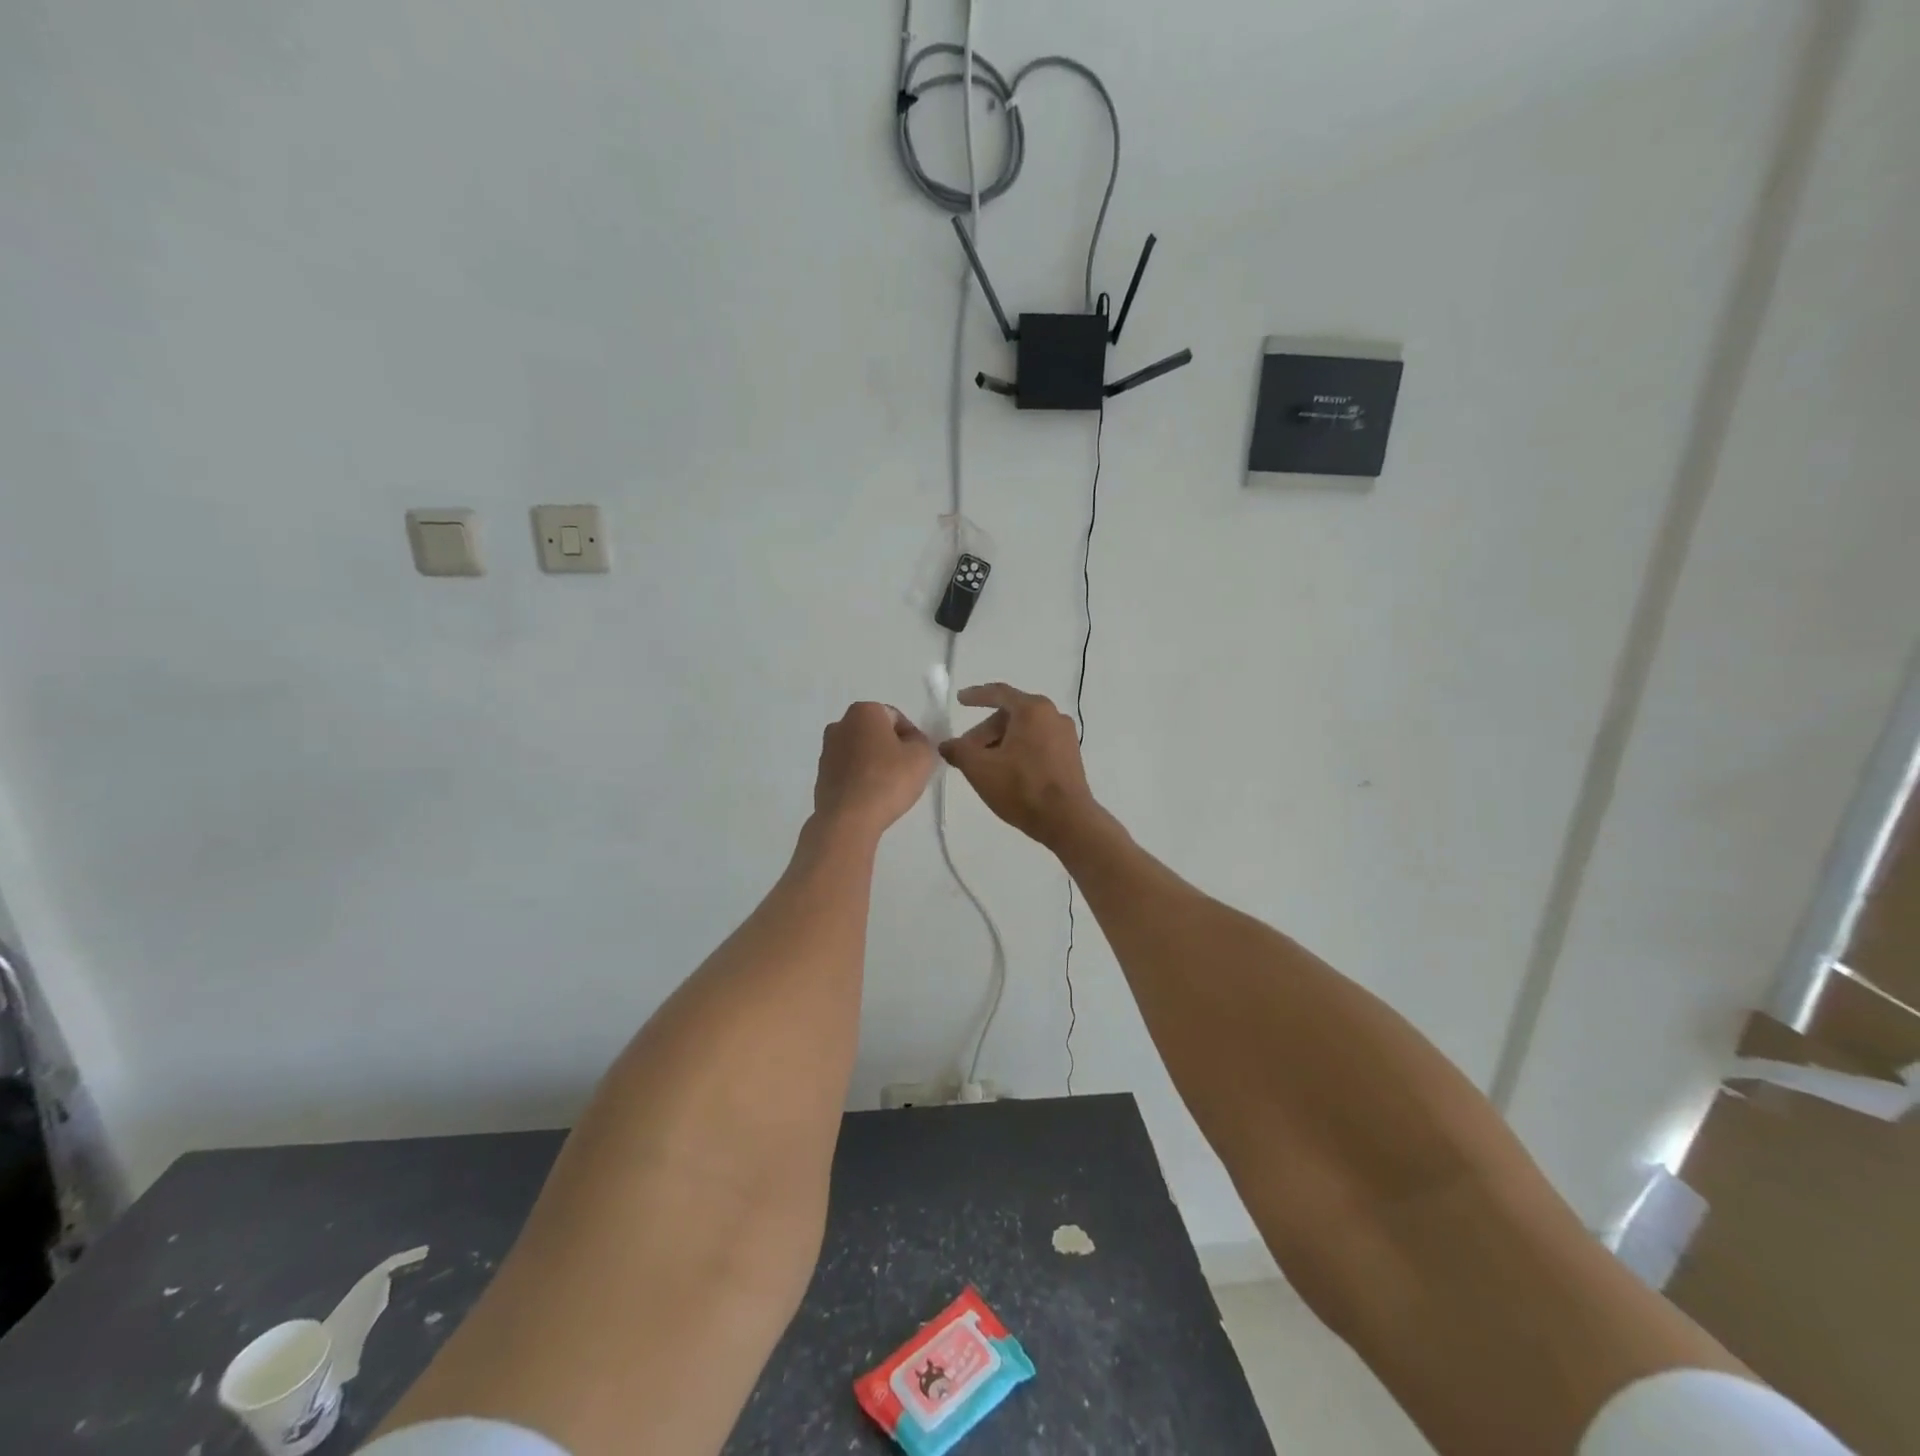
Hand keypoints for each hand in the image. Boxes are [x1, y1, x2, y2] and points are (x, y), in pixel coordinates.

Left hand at [813, 702, 935, 836]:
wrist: (848, 819)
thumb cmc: (888, 780)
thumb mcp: (923, 756)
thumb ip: (923, 742)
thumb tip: (912, 744)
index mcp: (864, 711)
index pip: (897, 718)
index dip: (912, 738)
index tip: (918, 759)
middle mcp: (840, 724)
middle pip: (876, 733)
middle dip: (891, 748)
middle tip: (906, 772)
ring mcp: (827, 751)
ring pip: (861, 752)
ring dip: (875, 764)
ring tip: (888, 788)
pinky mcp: (821, 775)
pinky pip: (849, 771)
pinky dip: (861, 778)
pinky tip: (871, 797)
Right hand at [939, 683, 1099, 846]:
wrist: (1067, 820)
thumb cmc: (1021, 787)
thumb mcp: (979, 768)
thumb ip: (958, 750)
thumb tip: (946, 745)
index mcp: (1032, 709)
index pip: (999, 693)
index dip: (976, 696)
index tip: (960, 700)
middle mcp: (1053, 715)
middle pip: (1010, 715)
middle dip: (985, 732)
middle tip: (967, 752)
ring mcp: (1065, 736)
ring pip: (1024, 731)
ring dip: (1001, 743)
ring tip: (985, 767)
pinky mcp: (1071, 756)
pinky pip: (1038, 744)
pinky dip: (1019, 751)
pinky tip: (1007, 773)